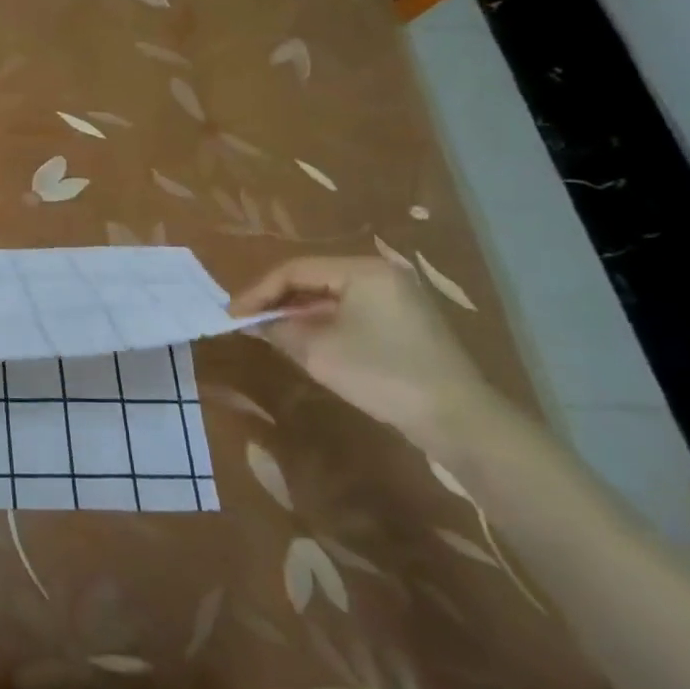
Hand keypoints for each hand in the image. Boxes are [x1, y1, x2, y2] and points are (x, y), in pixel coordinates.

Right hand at [229, 256, 502, 449]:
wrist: (457, 419)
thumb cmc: (382, 374)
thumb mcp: (318, 352)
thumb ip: (278, 329)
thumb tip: (252, 321)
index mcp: (362, 270)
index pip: (294, 270)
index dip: (257, 292)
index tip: (231, 315)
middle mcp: (381, 274)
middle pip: (313, 278)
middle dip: (276, 300)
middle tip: (246, 321)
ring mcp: (396, 298)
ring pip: (330, 296)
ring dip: (297, 312)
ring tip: (267, 331)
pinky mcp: (404, 322)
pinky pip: (350, 311)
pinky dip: (321, 322)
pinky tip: (303, 340)